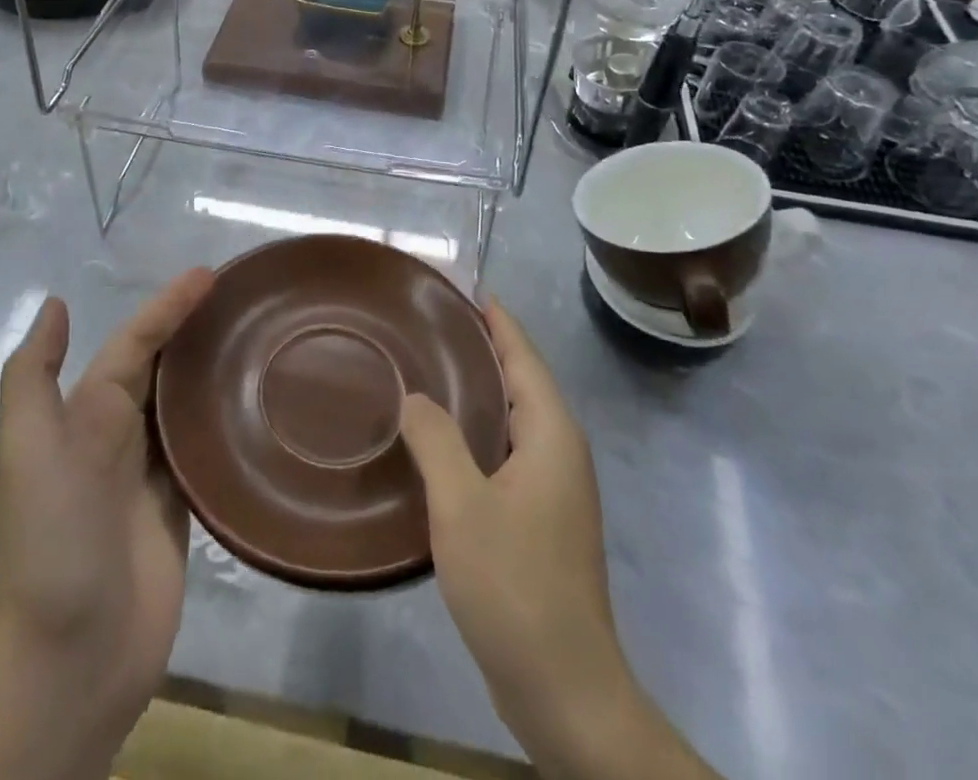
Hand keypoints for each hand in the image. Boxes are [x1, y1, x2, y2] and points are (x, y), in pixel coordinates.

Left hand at [0, 269, 214, 779]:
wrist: (76, 654)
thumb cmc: (53, 539)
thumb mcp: (27, 449)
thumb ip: (34, 377)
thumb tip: (56, 303)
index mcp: (87, 413)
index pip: (136, 342)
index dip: (170, 306)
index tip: (213, 274)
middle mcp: (121, 432)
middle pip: (165, 364)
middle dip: (197, 327)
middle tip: (248, 297)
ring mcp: (154, 471)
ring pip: (189, 401)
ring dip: (216, 367)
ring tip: (262, 335)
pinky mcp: (185, 505)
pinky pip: (207, 447)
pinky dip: (228, 417)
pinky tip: (261, 398)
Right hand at [400, 302, 717, 779]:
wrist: (564, 689)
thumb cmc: (515, 584)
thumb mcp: (461, 505)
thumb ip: (435, 439)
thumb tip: (413, 396)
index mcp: (550, 433)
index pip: (522, 354)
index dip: (495, 319)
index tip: (464, 288)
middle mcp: (560, 449)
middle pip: (521, 379)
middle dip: (483, 347)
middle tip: (430, 324)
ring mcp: (555, 487)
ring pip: (514, 417)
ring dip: (478, 390)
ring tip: (429, 370)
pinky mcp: (543, 518)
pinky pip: (508, 450)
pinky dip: (478, 430)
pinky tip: (442, 441)